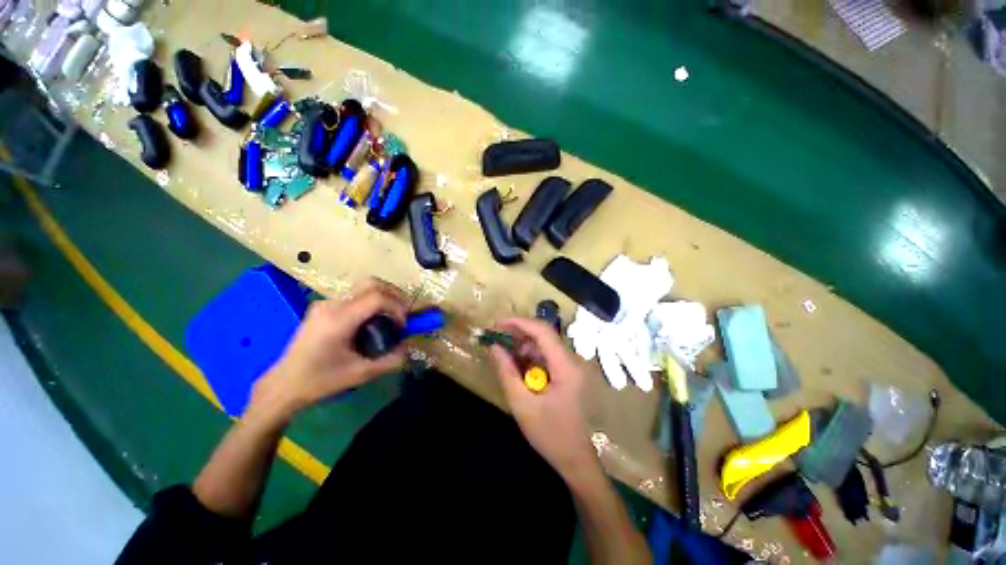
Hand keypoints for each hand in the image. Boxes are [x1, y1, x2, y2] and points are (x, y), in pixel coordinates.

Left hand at [246, 278, 408, 424]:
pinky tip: (373, 320)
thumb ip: (390, 360)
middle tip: (404, 312)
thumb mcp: (360, 374)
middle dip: (394, 294)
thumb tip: (409, 347)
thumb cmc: (320, 380)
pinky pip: (354, 296)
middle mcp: (332, 304)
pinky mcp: (323, 308)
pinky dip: (371, 302)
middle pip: (371, 284)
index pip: (377, 297)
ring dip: (383, 297)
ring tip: (392, 316)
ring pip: (363, 287)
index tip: (403, 325)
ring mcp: (325, 304)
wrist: (283, 385)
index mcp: (339, 319)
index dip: (397, 307)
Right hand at [489, 318, 597, 479]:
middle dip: (519, 331)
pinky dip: (530, 355)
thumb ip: (507, 373)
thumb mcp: (522, 405)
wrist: (576, 460)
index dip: (520, 323)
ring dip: (524, 344)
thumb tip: (494, 347)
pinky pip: (547, 356)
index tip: (498, 324)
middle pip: (545, 335)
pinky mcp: (568, 373)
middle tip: (497, 334)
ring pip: (545, 344)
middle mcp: (572, 360)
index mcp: (566, 366)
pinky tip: (517, 362)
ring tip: (503, 348)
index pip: (543, 332)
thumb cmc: (550, 435)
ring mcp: (571, 366)